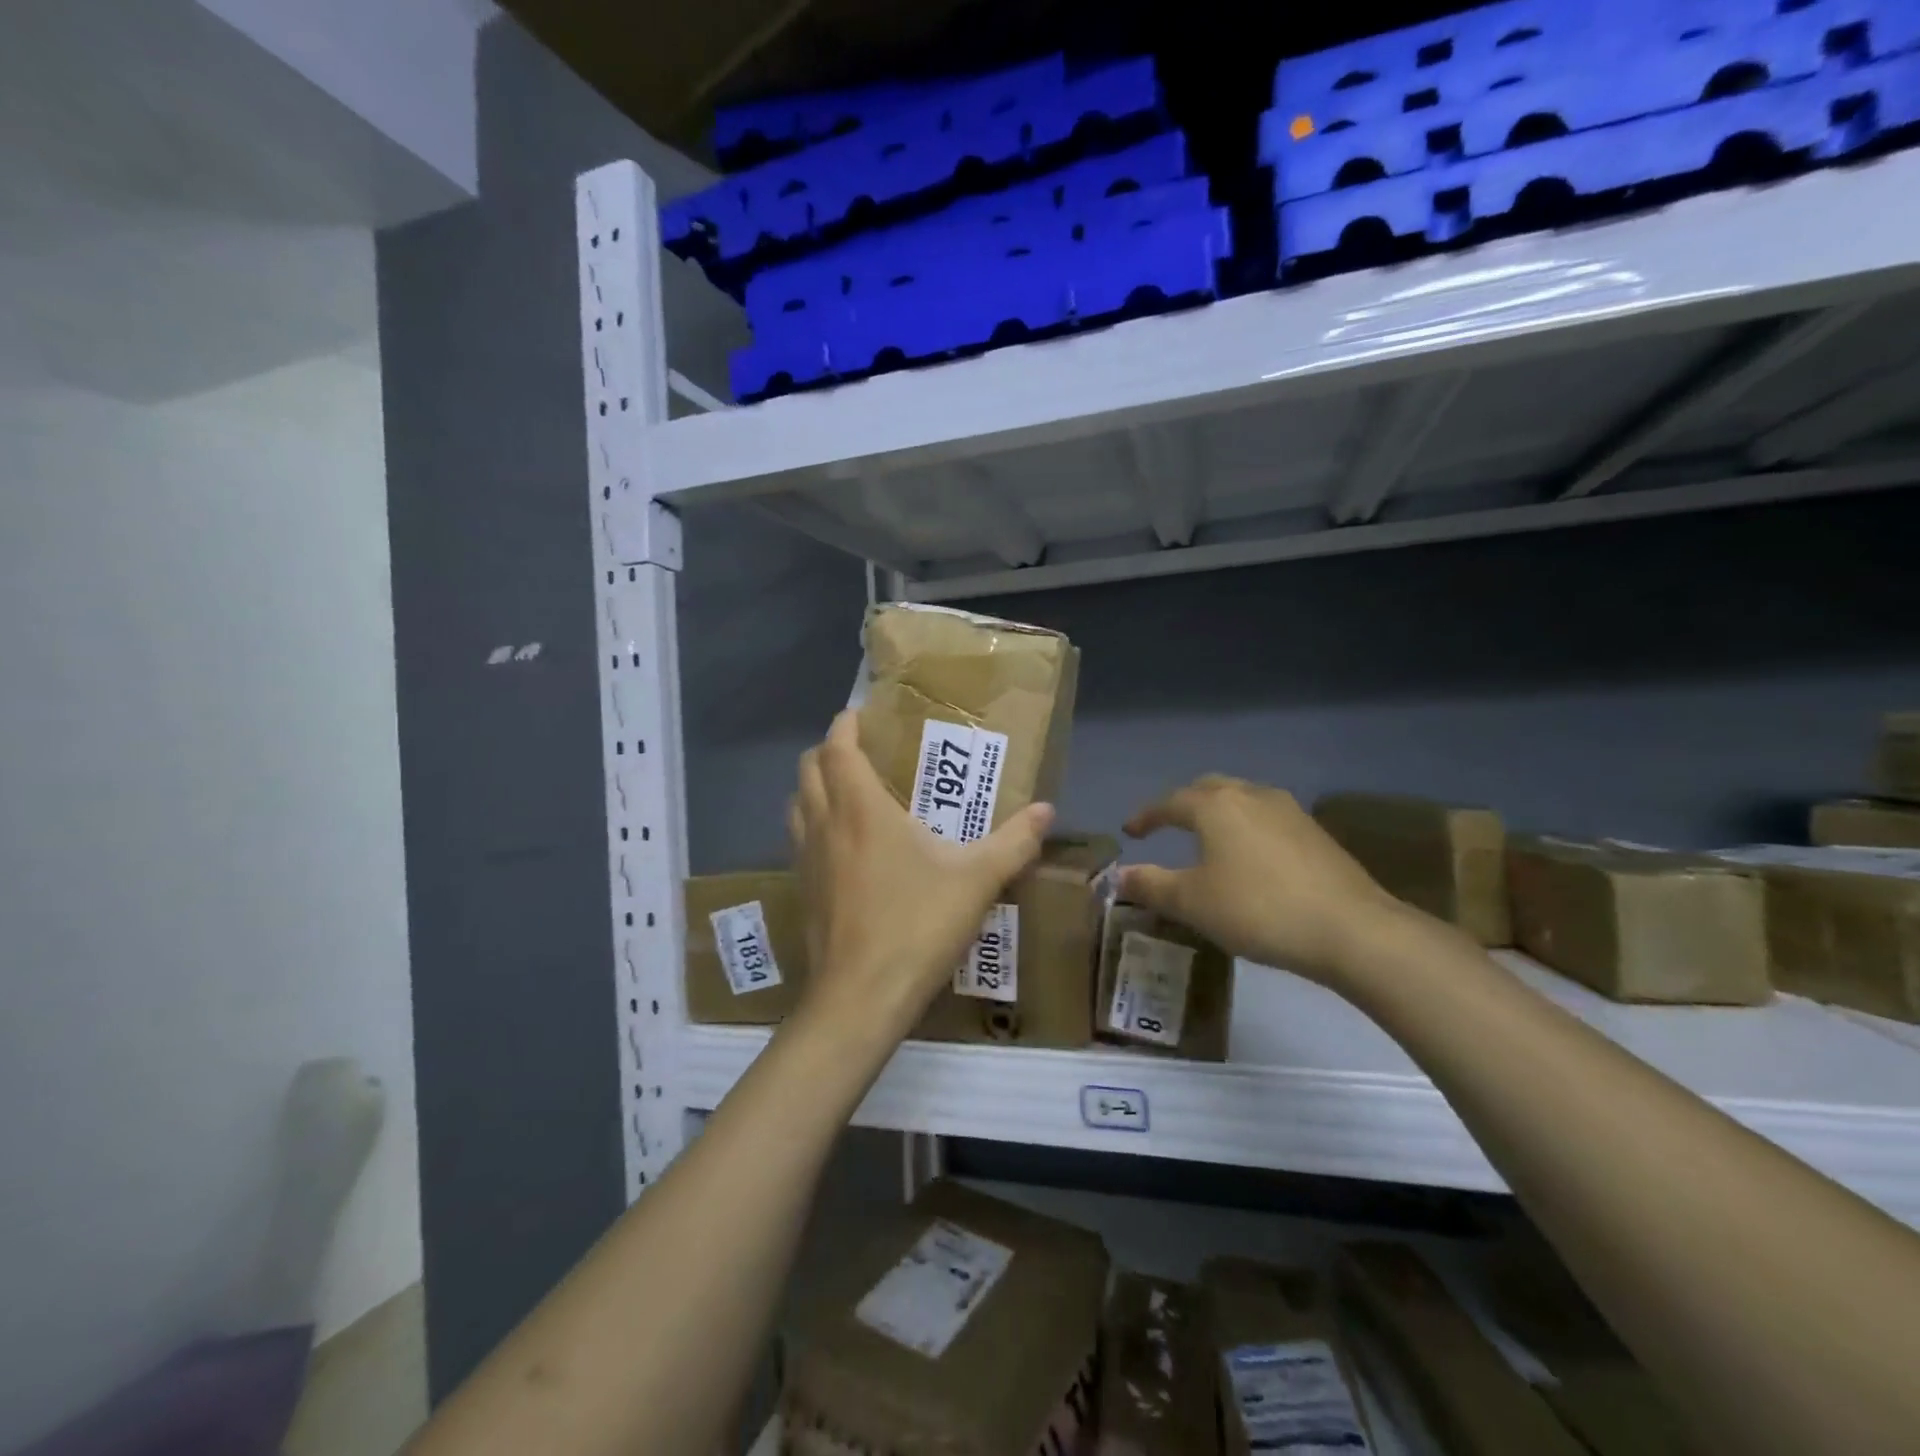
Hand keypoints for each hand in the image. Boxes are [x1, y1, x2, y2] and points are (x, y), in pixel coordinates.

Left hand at [788, 710, 1053, 1047]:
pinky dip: (814, 826)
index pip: (836, 748)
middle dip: (828, 752)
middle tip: (861, 753)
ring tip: (849, 794)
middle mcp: (825, 825)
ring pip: (797, 805)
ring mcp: (806, 860)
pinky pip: (800, 840)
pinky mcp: (801, 891)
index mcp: (860, 809)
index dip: (845, 724)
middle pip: (807, 769)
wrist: (861, 997)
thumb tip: (1047, 811)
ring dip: (815, 788)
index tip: (861, 714)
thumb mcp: (976, 881)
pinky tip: (846, 850)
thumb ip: (1014, 842)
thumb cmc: (917, 926)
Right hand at [1120, 775, 1403, 988]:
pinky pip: (1267, 817)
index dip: (1146, 816)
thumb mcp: (1193, 903)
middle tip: (1168, 825)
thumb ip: (1151, 885)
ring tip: (1209, 838)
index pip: (1169, 802)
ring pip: (1242, 798)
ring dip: (1219, 812)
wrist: (1351, 929)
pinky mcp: (1316, 832)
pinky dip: (1247, 827)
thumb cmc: (1257, 909)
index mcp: (1215, 806)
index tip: (1130, 831)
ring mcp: (1289, 811)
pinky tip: (1251, 856)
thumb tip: (1119, 875)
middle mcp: (1251, 796)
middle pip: (1208, 788)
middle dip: (1184, 803)